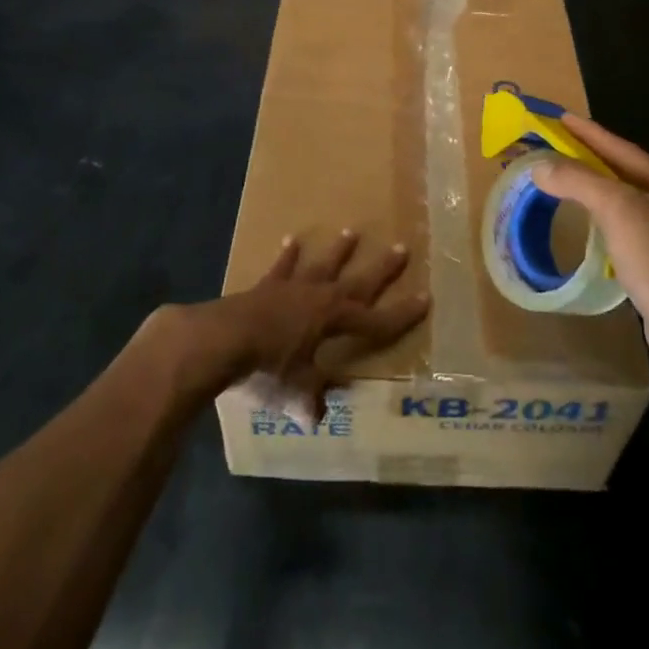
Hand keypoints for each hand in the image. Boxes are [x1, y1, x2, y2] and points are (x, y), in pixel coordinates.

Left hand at [212, 230, 427, 419]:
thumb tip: (317, 416)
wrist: (222, 339)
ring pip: (323, 266)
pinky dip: (288, 256)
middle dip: (382, 269)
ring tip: (352, 232)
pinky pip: (282, 268)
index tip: (426, 298)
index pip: (378, 321)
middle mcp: (320, 298)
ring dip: (338, 251)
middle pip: (359, 282)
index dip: (403, 314)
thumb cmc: (266, 367)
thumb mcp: (294, 392)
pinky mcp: (266, 287)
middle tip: (402, 248)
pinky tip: (292, 240)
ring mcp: (293, 288)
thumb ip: (309, 401)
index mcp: (336, 322)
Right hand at [531, 113, 648, 358]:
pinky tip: (589, 223)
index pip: (625, 151)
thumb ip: (578, 181)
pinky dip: (605, 221)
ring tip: (568, 180)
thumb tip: (539, 166)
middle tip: (559, 147)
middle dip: (593, 162)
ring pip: (628, 204)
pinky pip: (629, 230)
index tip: (563, 117)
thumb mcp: (617, 209)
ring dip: (597, 192)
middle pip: (628, 175)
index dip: (591, 134)